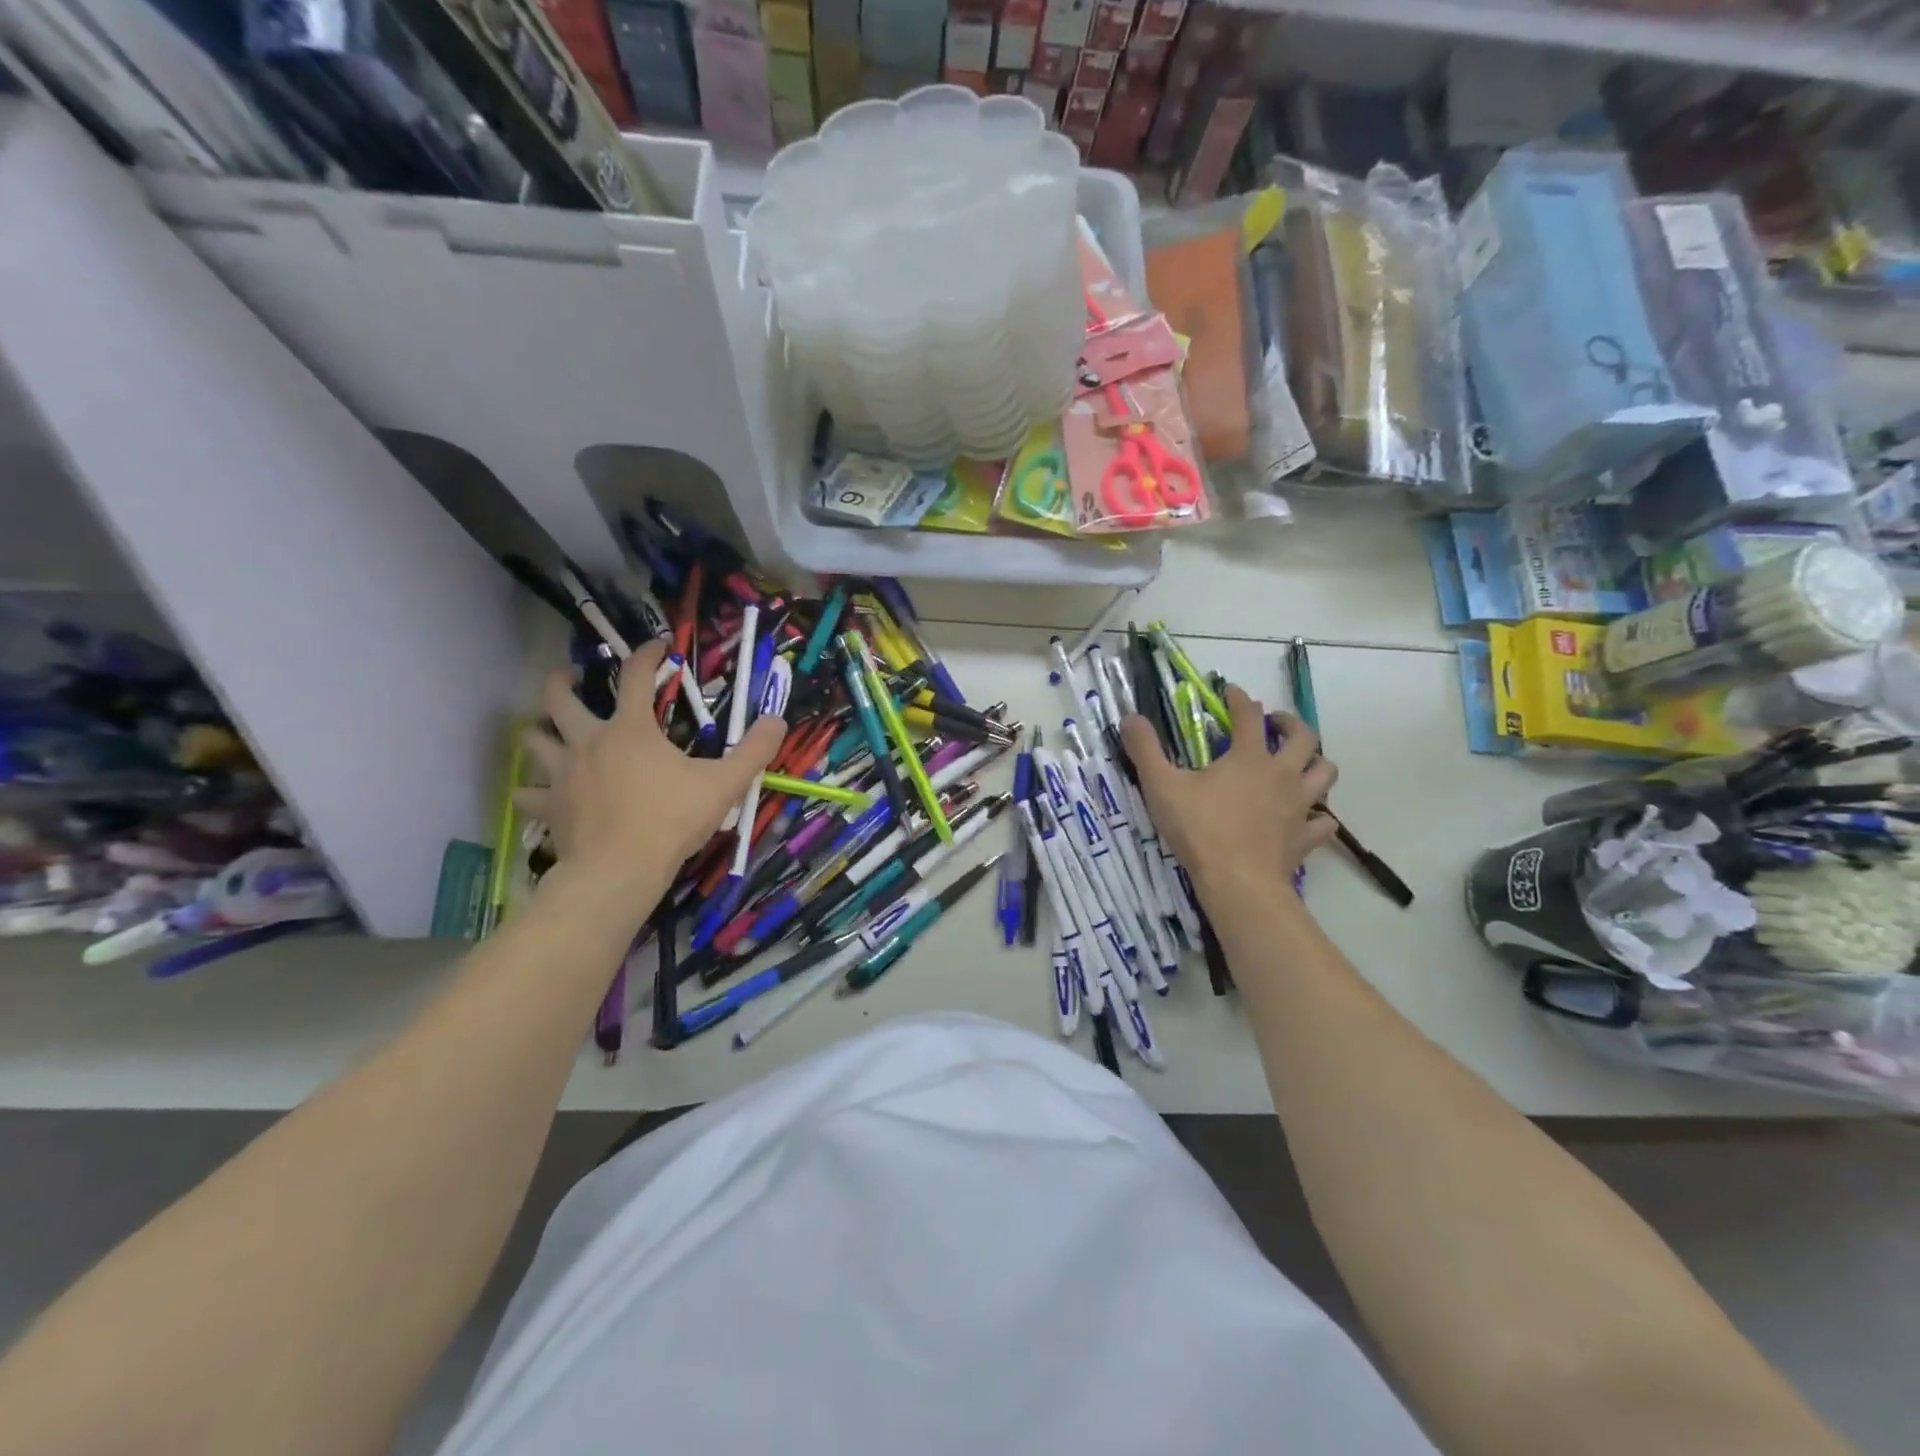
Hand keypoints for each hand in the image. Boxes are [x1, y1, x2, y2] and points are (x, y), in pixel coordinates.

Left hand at [515, 640, 785, 893]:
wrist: (620, 870)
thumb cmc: (672, 820)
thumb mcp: (724, 784)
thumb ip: (753, 751)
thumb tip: (778, 720)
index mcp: (630, 730)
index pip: (636, 676)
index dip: (647, 655)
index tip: (658, 647)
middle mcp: (589, 742)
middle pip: (560, 698)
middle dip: (562, 681)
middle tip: (573, 678)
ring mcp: (563, 775)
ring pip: (534, 740)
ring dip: (539, 731)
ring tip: (550, 731)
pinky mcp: (549, 808)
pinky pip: (529, 794)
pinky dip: (531, 790)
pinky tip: (538, 793)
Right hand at [1120, 686, 1336, 896]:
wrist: (1238, 883)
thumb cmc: (1200, 830)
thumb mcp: (1161, 786)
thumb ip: (1145, 749)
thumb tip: (1130, 717)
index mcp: (1249, 757)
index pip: (1249, 715)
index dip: (1240, 698)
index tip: (1230, 692)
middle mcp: (1281, 774)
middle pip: (1303, 737)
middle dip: (1291, 724)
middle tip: (1275, 724)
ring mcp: (1299, 806)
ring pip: (1325, 773)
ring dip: (1315, 763)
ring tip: (1299, 764)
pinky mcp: (1305, 838)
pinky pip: (1324, 822)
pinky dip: (1319, 817)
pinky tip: (1307, 818)